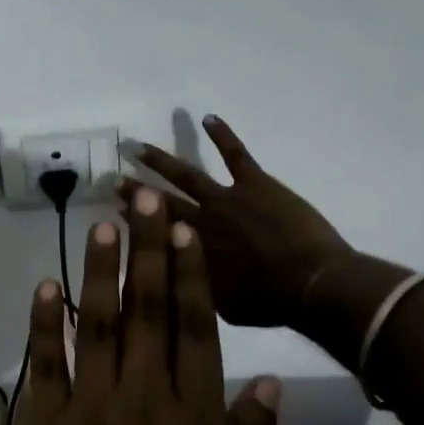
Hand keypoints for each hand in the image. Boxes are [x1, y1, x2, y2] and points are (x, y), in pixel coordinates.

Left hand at [0, 186, 282, 424]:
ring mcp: (89, 412)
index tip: (185, 229)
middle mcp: (144, 402)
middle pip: (148, 311)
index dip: (192, 274)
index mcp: (198, 424)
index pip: (198, 329)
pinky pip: (44, 366)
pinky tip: (45, 286)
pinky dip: (43, 324)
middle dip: (147, 250)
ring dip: (98, 271)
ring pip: (97, 325)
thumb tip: (265, 385)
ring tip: (102, 223)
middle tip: (142, 198)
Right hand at [120, 114, 350, 327]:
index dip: (133, 221)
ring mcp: (225, 198)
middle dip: (134, 191)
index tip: (115, 211)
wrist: (310, 284)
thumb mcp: (219, 306)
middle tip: (112, 179)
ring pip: (185, 174)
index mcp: (189, 252)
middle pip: (158, 203)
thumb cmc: (267, 303)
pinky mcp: (255, 184)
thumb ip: (196, 286)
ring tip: (137, 147)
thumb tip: (179, 279)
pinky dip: (221, 134)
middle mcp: (198, 221)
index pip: (152, 233)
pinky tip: (207, 118)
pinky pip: (235, 153)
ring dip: (160, 160)